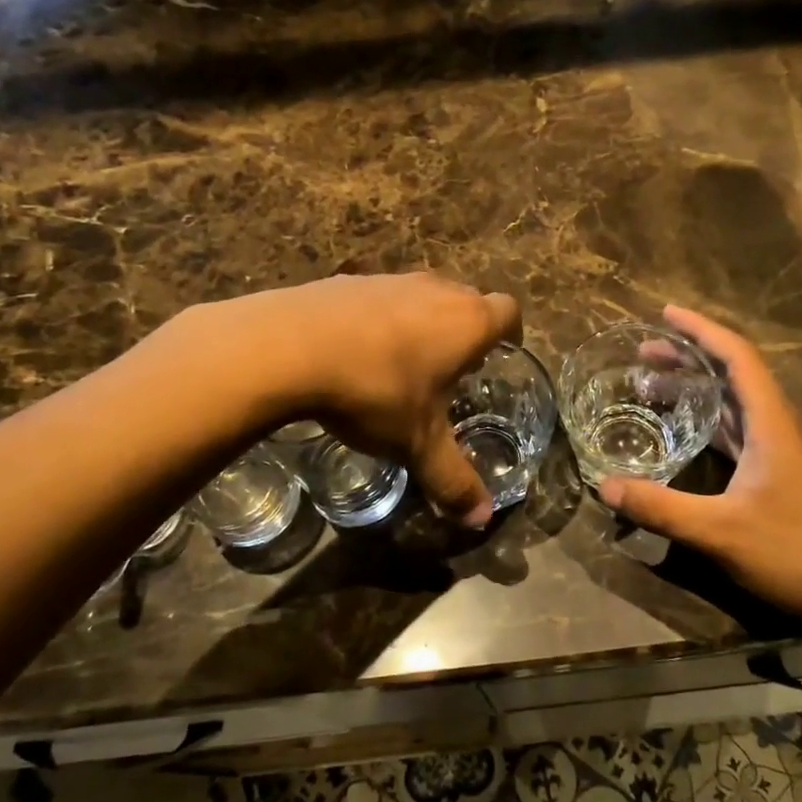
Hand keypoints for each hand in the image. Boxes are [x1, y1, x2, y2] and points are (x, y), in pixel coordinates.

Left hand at [176, 274, 520, 525]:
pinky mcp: (348, 281)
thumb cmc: (375, 392)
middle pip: (467, 298)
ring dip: (424, 320)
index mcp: (466, 323)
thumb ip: (453, 481)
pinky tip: (357, 351)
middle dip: (467, 327)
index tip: (504, 349)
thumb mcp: (417, 444)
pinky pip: (380, 297)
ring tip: (407, 360)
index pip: (508, 311)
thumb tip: (481, 520)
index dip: (511, 330)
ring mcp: (389, 280)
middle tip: (456, 365)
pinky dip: (381, 318)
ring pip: (422, 294)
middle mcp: (435, 291)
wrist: (290, 347)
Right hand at [598, 306, 801, 622]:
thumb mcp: (719, 532)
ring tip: (654, 388)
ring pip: (739, 404)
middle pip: (735, 375)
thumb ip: (660, 507)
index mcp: (773, 424)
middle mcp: (783, 427)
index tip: (665, 314)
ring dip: (699, 389)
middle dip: (690, 357)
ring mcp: (788, 452)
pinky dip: (712, 420)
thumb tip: (604, 487)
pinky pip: (743, 431)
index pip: (738, 357)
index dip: (701, 330)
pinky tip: (688, 434)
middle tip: (644, 354)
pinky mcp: (787, 474)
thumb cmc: (797, 554)